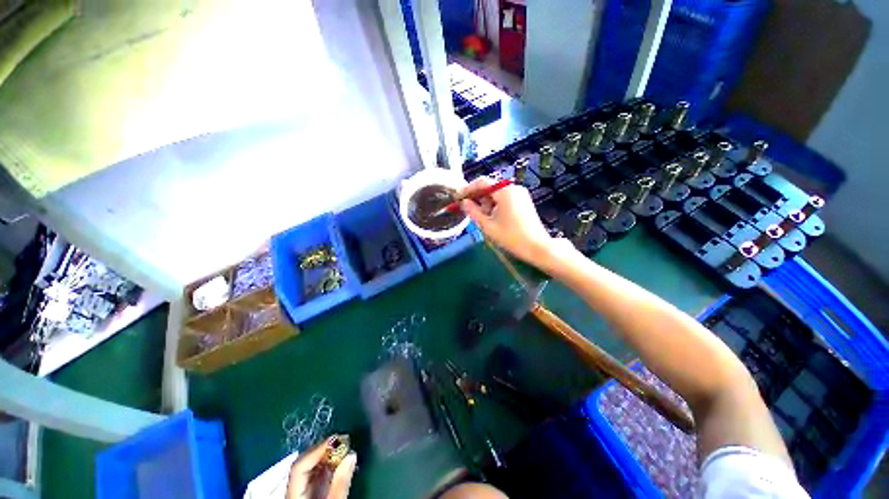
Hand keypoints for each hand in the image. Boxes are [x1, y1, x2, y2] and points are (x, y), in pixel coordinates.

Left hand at [287, 438, 356, 498]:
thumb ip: (340, 482)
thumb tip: (351, 454)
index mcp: (293, 493)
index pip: (301, 463)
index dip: (319, 448)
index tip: (339, 438)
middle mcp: (291, 490)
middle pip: (303, 463)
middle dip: (324, 449)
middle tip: (343, 441)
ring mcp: (297, 493)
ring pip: (308, 469)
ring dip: (326, 457)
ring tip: (343, 450)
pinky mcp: (305, 496)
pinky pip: (312, 477)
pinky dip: (325, 468)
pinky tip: (337, 465)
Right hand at [460, 176, 571, 265]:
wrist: (537, 247)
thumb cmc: (511, 237)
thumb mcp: (487, 225)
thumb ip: (473, 211)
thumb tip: (464, 202)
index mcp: (505, 191)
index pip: (482, 183)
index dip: (467, 189)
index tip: (456, 197)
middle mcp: (513, 188)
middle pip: (489, 188)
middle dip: (478, 198)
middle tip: (469, 211)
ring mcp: (520, 194)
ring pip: (496, 194)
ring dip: (486, 204)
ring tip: (483, 219)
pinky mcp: (523, 201)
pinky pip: (504, 199)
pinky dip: (495, 206)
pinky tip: (493, 218)